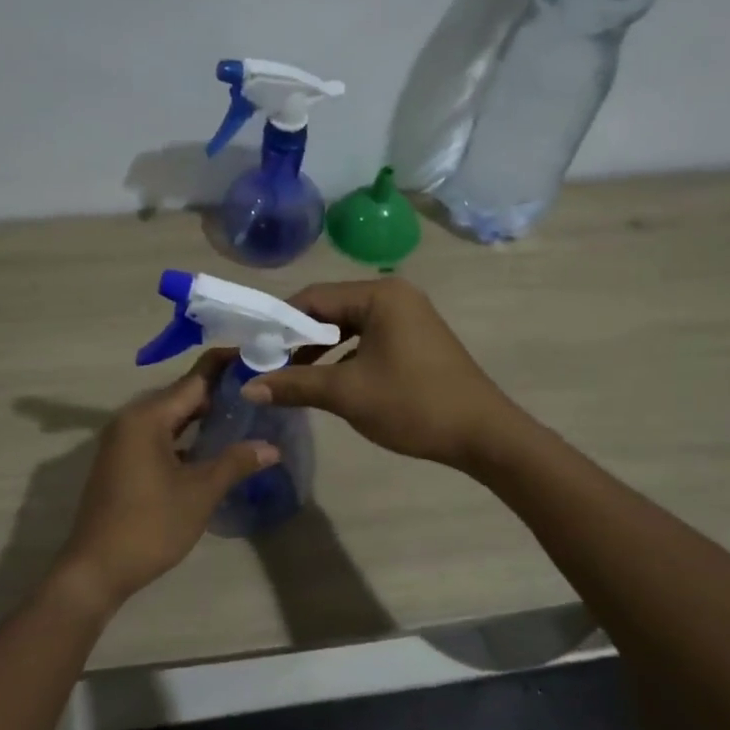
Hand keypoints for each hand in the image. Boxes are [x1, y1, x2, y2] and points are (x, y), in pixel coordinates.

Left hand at [56, 352, 278, 607]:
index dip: (227, 368)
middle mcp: (131, 420)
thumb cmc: (150, 525)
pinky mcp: (122, 462)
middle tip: (261, 390)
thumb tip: (271, 446)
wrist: (97, 569)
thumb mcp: (200, 493)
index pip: (195, 379)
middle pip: (182, 395)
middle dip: (220, 393)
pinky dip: (186, 437)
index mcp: (147, 417)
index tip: (258, 357)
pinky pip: (160, 437)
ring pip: (171, 418)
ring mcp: (123, 442)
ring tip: (245, 415)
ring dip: (204, 417)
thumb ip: (235, 462)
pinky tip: (213, 447)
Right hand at [242, 279, 526, 469]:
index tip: (253, 348)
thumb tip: (247, 387)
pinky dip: (343, 357)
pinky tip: (327, 382)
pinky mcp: (415, 340)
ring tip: (291, 377)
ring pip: (348, 327)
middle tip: (267, 364)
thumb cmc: (412, 404)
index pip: (313, 297)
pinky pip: (367, 340)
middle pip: (330, 309)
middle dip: (297, 338)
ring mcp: (408, 317)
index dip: (279, 322)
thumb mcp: (346, 393)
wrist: (482, 434)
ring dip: (318, 350)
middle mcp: (394, 295)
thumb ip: (295, 384)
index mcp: (379, 295)